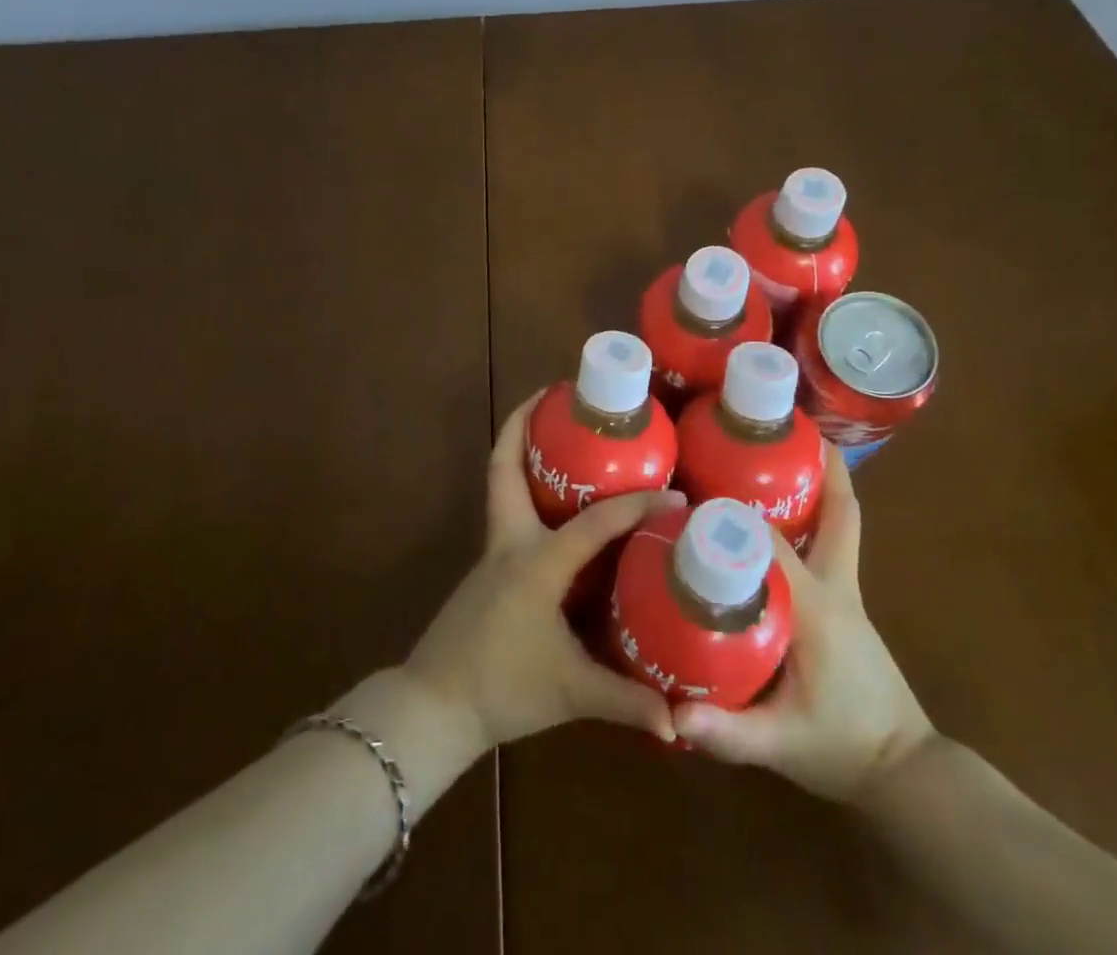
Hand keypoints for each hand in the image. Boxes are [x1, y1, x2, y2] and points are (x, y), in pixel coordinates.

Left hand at [403, 392, 682, 753]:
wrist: (435, 706)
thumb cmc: (503, 690)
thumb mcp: (572, 694)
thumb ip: (626, 701)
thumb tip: (681, 722)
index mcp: (537, 562)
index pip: (595, 523)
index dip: (636, 506)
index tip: (674, 493)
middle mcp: (511, 542)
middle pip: (505, 466)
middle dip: (525, 423)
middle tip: (557, 395)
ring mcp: (493, 551)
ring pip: (501, 482)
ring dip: (521, 448)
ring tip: (557, 430)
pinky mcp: (488, 566)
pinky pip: (507, 508)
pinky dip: (525, 485)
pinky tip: (553, 501)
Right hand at [673, 443, 934, 801]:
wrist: (903, 773)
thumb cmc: (841, 749)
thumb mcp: (781, 745)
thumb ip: (728, 734)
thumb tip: (671, 715)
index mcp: (817, 606)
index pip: (772, 543)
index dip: (734, 514)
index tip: (693, 489)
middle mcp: (835, 585)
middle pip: (838, 512)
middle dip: (818, 467)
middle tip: (778, 430)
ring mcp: (845, 590)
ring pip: (840, 522)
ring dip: (821, 483)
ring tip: (781, 451)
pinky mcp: (844, 600)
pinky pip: (831, 542)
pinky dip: (817, 514)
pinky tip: (783, 510)